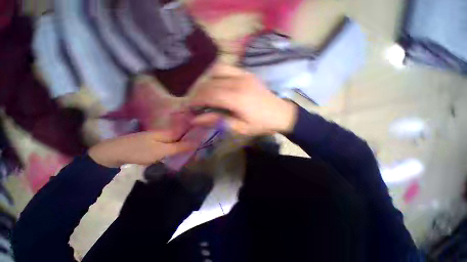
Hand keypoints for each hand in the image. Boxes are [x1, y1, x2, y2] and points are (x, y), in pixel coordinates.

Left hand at [89, 130, 194, 167]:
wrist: (113, 153)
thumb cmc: (139, 151)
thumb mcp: (161, 150)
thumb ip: (179, 147)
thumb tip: (196, 143)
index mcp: (169, 132)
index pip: (187, 132)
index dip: (196, 137)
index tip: (204, 143)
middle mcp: (166, 133)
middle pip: (183, 136)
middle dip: (191, 143)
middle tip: (198, 151)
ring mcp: (159, 137)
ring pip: (176, 141)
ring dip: (183, 146)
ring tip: (191, 153)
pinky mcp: (154, 143)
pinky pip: (169, 144)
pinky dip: (175, 149)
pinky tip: (177, 154)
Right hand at [190, 64, 297, 135]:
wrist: (281, 114)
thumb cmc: (261, 124)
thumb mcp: (240, 127)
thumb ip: (218, 121)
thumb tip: (196, 119)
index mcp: (237, 98)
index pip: (209, 95)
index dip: (196, 100)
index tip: (189, 107)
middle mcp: (238, 82)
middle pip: (210, 83)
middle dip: (199, 93)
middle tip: (195, 103)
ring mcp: (243, 75)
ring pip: (216, 71)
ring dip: (206, 81)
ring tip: (205, 94)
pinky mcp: (247, 73)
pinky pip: (227, 68)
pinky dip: (216, 74)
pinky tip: (217, 84)